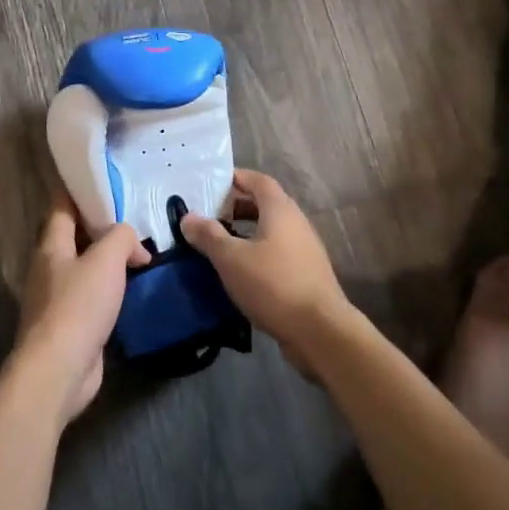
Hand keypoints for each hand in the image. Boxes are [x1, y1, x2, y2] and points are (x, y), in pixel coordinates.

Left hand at [12, 196, 150, 424]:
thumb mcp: (106, 260)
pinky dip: (112, 290)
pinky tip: (134, 290)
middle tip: (134, 217)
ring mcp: (58, 298)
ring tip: (141, 252)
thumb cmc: (78, 306)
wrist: (58, 371)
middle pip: (75, 235)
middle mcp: (50, 267)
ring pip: (86, 267)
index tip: (107, 179)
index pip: (62, 204)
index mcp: (51, 244)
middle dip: (102, 226)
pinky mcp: (71, 325)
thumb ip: (122, 237)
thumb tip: (134, 243)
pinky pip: (93, 297)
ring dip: (109, 261)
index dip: (81, 189)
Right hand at [180, 170, 350, 374]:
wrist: (321, 331)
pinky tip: (242, 272)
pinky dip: (258, 252)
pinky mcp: (307, 274)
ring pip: (272, 230)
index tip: (211, 184)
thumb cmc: (273, 284)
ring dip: (247, 231)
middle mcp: (296, 222)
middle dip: (237, 206)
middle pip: (265, 203)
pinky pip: (278, 252)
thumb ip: (208, 235)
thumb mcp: (231, 259)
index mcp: (280, 209)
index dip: (236, 178)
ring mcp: (305, 249)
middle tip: (210, 216)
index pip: (258, 180)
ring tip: (221, 244)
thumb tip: (187, 217)